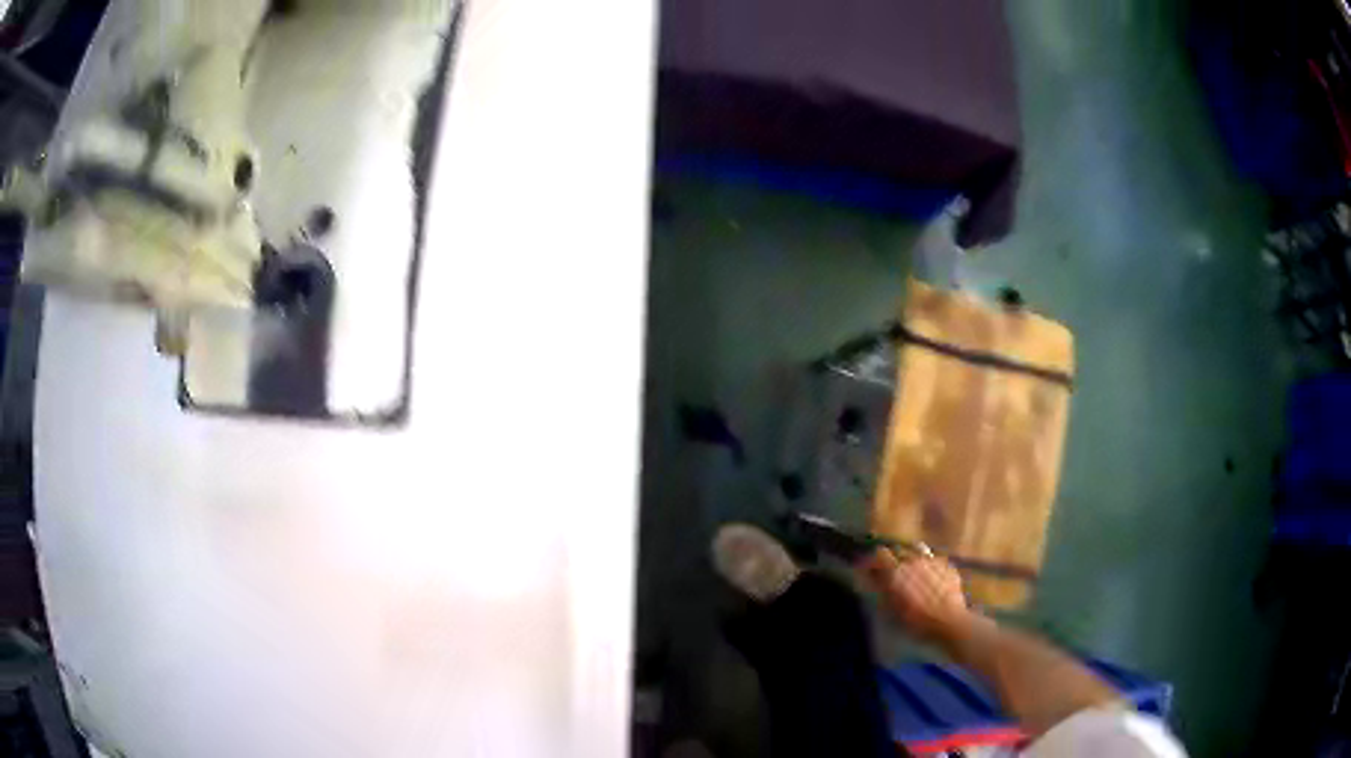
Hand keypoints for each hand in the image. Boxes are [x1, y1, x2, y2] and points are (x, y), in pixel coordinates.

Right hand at [858, 548, 974, 644]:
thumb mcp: (892, 610)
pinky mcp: (947, 565)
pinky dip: (928, 567)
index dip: (874, 561)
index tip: (871, 570)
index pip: (880, 554)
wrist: (950, 622)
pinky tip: (931, 581)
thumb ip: (879, 590)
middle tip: (893, 577)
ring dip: (911, 562)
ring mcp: (933, 561)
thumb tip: (867, 576)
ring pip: (917, 553)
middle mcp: (914, 560)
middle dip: (893, 561)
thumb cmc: (917, 621)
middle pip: (899, 552)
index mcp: (897, 571)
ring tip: (913, 577)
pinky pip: (933, 561)